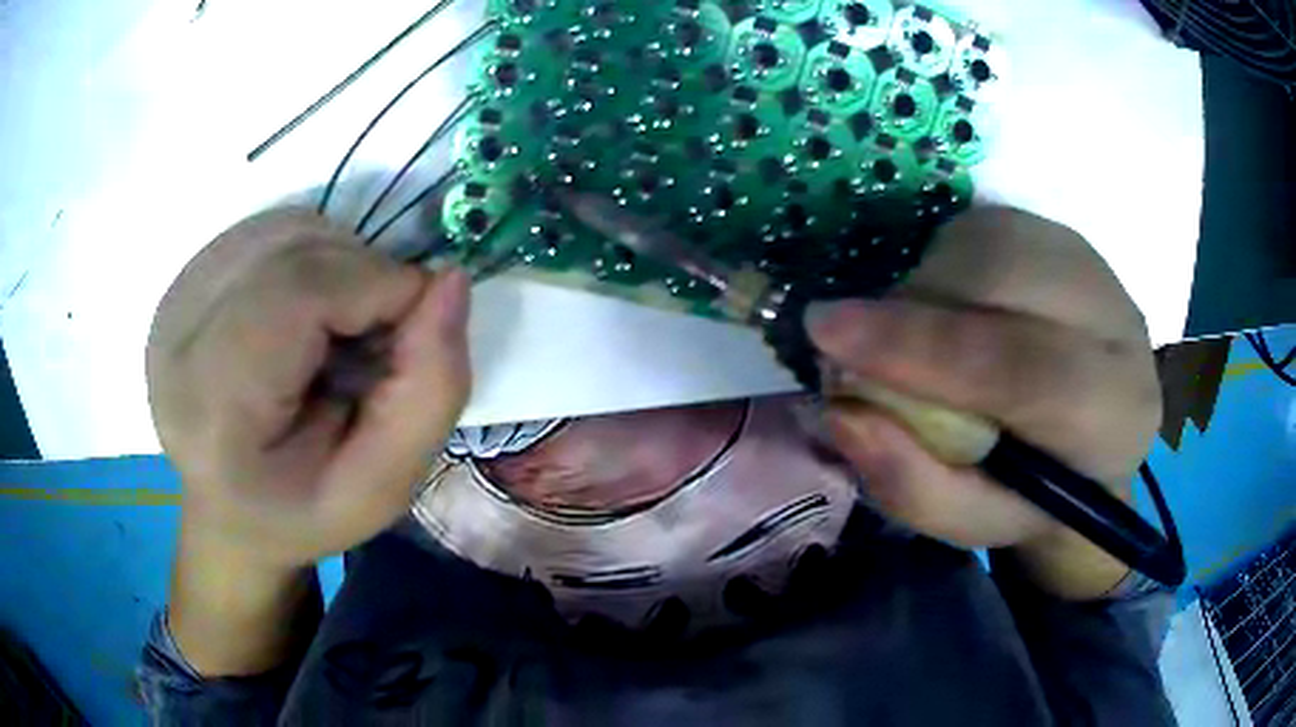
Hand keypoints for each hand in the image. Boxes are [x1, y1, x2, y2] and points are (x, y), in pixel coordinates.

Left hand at [148, 208, 471, 570]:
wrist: (227, 507)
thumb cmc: (303, 508)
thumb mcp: (382, 486)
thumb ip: (430, 391)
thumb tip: (449, 279)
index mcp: (212, 411)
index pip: (296, 292)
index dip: (375, 285)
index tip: (415, 325)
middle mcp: (176, 339)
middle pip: (290, 248)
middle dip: (362, 273)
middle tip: (376, 338)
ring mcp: (174, 301)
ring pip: (282, 228)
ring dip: (336, 262)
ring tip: (337, 330)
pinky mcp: (183, 280)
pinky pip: (266, 231)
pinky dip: (309, 254)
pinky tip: (304, 312)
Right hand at [806, 207, 1160, 598]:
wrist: (1093, 444)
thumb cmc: (1033, 496)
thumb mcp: (972, 523)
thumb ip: (912, 484)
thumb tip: (842, 412)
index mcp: (1111, 417)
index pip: (1023, 367)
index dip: (922, 347)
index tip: (826, 333)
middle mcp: (1119, 325)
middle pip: (1006, 276)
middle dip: (917, 303)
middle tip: (862, 341)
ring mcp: (1096, 267)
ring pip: (991, 238)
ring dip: (930, 282)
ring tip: (921, 335)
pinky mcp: (1067, 237)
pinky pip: (987, 225)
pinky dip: (947, 260)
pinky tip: (954, 304)